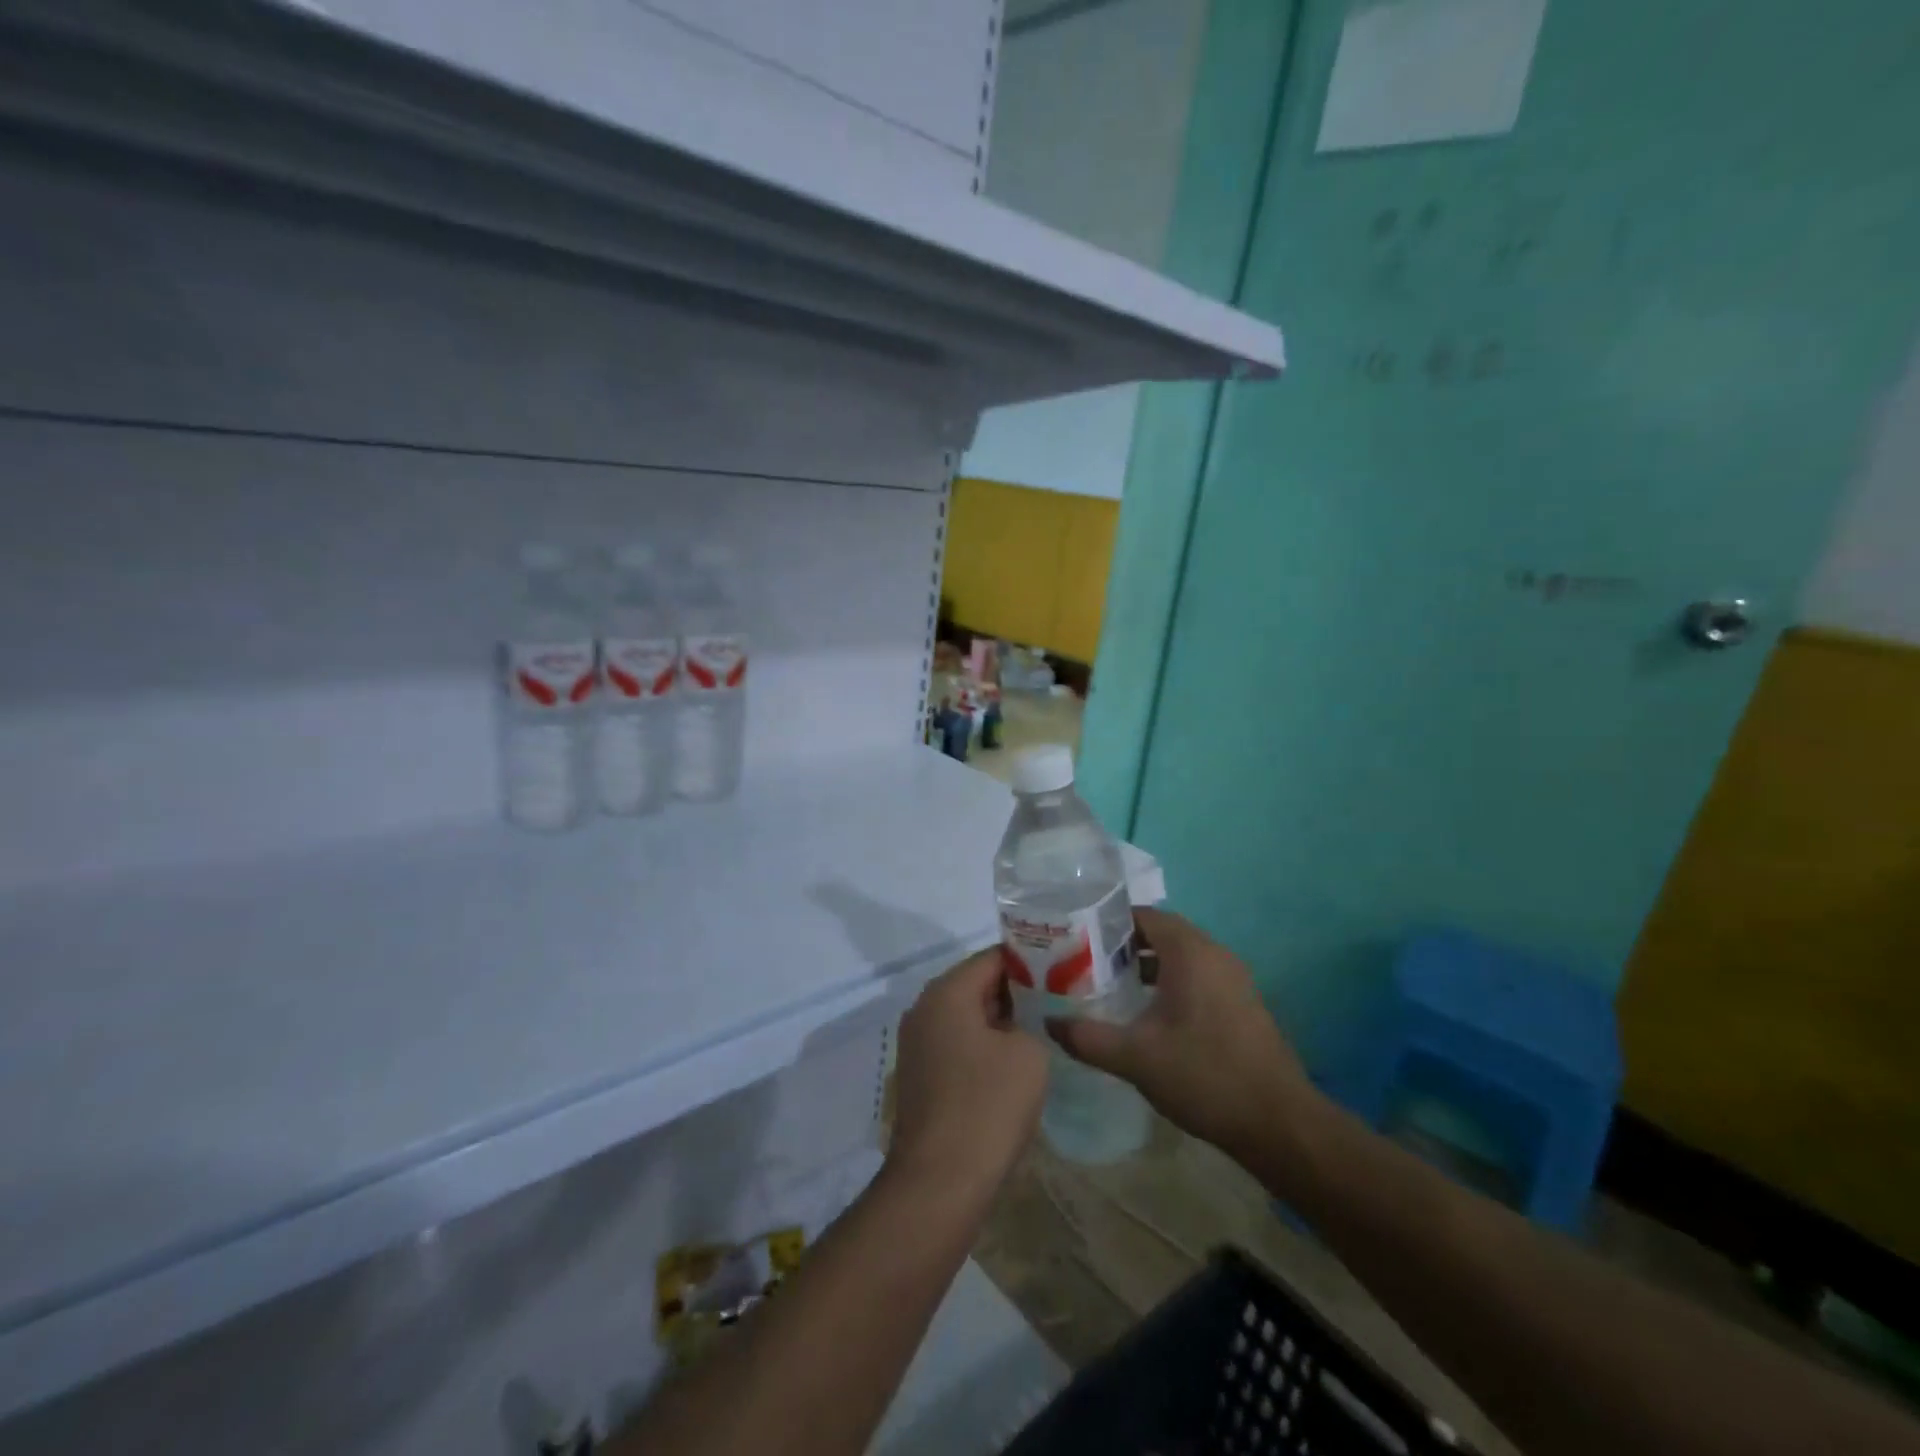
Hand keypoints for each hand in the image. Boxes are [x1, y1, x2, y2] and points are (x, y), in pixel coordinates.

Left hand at [889, 947, 1047, 1198]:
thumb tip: (1019, 1025)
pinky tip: (1014, 1066)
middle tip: (1057, 1002)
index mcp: (946, 993)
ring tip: (1042, 1032)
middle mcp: (923, 1010)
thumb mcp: (1028, 1053)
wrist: (940, 1183)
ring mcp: (917, 1046)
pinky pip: (957, 1046)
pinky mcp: (920, 1078)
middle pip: (976, 985)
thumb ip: (1030, 1022)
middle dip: (1016, 992)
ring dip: (1001, 1023)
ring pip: (967, 1018)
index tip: (1062, 972)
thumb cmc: (987, 1106)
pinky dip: (984, 1048)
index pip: (993, 958)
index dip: (1030, 962)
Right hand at [1047, 908, 1318, 1162]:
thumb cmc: (1204, 1076)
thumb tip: (1049, 1024)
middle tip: (1085, 962)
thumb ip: (1087, 1037)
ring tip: (1109, 986)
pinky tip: (1148, 1015)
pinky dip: (1170, 982)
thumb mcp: (1135, 1057)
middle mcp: (1214, 954)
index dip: (1108, 923)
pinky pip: (1197, 976)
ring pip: (1181, 956)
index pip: (1144, 915)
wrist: (1278, 1123)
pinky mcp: (1241, 1003)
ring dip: (1146, 965)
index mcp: (1190, 952)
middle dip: (1123, 944)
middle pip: (1162, 933)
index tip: (1077, 938)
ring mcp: (1233, 979)